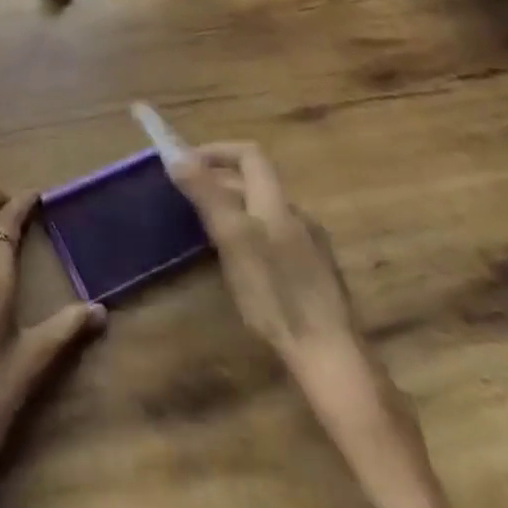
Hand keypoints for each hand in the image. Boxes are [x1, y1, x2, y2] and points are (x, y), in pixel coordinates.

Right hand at [167, 142, 358, 356]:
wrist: (330, 356)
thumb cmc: (276, 293)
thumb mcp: (233, 239)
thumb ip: (206, 194)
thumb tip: (177, 155)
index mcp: (276, 201)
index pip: (249, 154)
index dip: (217, 151)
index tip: (187, 162)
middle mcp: (296, 215)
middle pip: (255, 183)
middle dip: (219, 182)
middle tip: (187, 199)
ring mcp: (309, 245)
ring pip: (264, 211)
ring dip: (234, 210)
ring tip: (206, 231)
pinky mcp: (314, 273)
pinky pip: (275, 237)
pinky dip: (250, 235)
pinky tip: (240, 266)